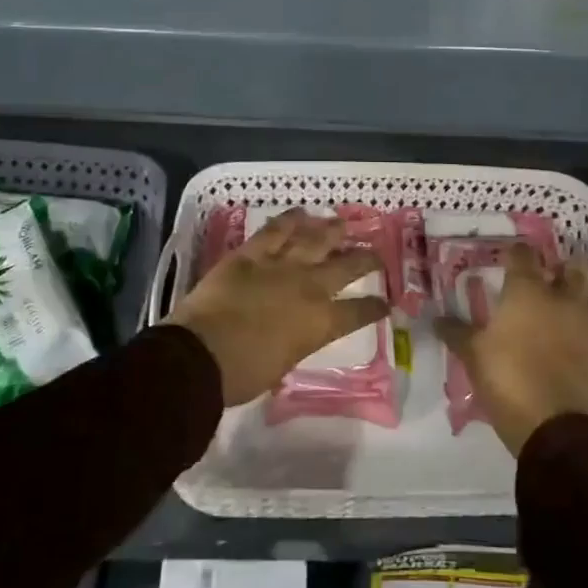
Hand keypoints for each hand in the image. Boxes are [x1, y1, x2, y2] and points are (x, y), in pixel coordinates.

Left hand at [169, 208, 388, 405]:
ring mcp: (280, 266)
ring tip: (342, 223)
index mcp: (319, 323)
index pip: (357, 313)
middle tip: (376, 254)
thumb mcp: (281, 365)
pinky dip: (288, 220)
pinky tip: (300, 213)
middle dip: (364, 260)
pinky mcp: (251, 254)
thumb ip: (295, 344)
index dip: (374, 308)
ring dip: (330, 231)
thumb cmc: (242, 374)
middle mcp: (308, 288)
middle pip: (345, 267)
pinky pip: (274, 231)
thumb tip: (293, 336)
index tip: (385, 304)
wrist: (202, 353)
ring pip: (314, 240)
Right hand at [437, 244, 587, 455]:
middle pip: (571, 269)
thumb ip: (456, 332)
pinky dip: (587, 326)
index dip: (515, 253)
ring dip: (580, 294)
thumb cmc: (508, 378)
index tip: (507, 258)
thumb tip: (437, 319)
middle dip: (560, 269)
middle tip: (544, 278)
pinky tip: (573, 337)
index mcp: (527, 291)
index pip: (523, 255)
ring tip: (563, 304)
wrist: (555, 425)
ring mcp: (587, 324)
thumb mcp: (473, 355)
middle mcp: (561, 299)